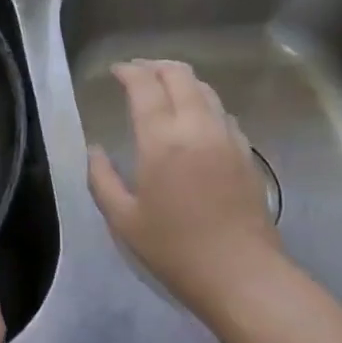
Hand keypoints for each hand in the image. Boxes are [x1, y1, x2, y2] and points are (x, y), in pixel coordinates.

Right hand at [87, 59, 285, 324]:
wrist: (242, 275)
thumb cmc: (175, 250)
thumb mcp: (123, 219)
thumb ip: (101, 178)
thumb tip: (95, 150)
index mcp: (162, 140)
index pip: (145, 85)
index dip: (128, 71)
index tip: (116, 71)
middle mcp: (197, 127)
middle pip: (179, 75)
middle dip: (155, 66)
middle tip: (137, 73)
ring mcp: (227, 137)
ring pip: (205, 89)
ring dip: (181, 81)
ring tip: (164, 89)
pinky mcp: (246, 153)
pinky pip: (222, 112)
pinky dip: (203, 102)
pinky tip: (194, 119)